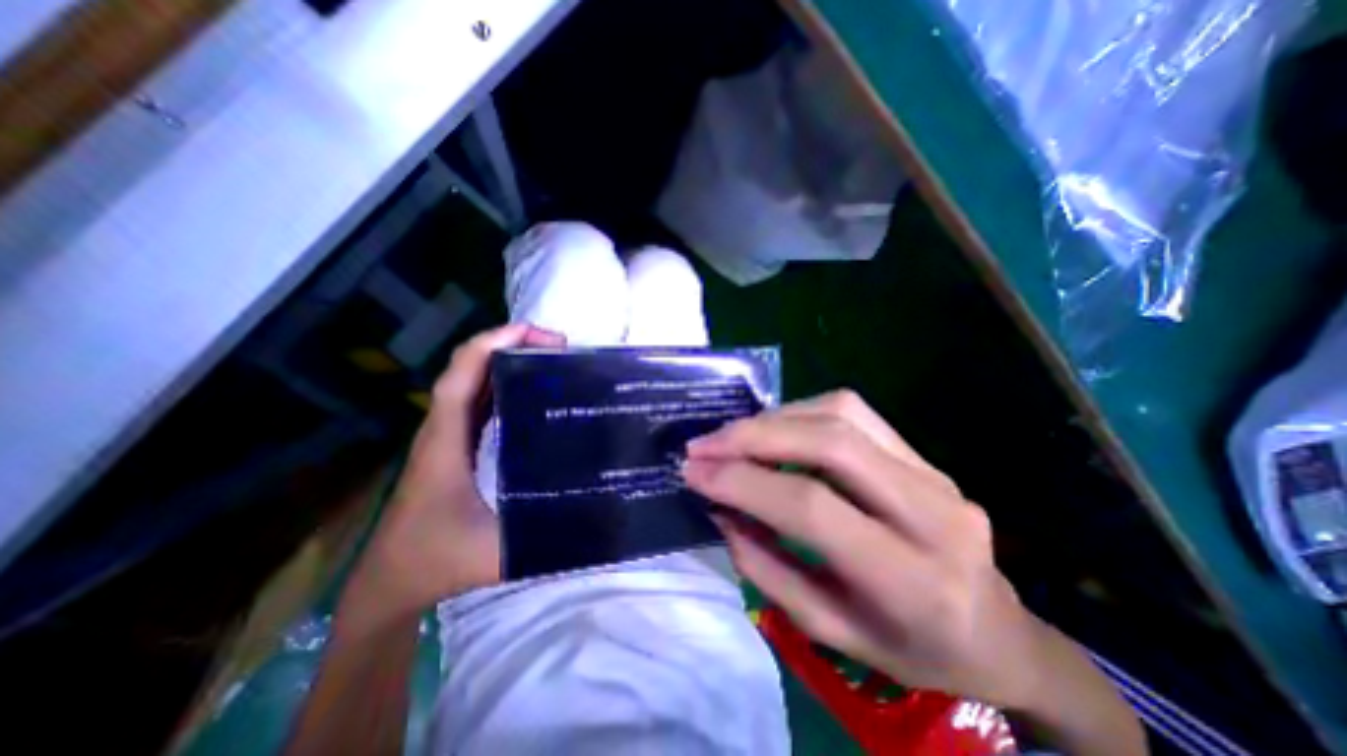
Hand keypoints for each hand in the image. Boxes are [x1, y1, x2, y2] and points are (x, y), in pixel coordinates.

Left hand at [346, 322, 565, 626]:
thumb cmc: (437, 561)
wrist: (390, 582)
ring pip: (472, 382)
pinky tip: (530, 390)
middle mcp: (443, 429)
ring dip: (507, 361)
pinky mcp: (455, 446)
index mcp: (445, 442)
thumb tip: (599, 515)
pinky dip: (502, 384)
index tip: (535, 333)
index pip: (461, 376)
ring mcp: (447, 436)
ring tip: (550, 357)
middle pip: (468, 368)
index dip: (493, 344)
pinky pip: (478, 402)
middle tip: (558, 345)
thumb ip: (547, 537)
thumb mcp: (497, 552)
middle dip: (510, 345)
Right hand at [694, 391, 1052, 707]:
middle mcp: (931, 512)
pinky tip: (774, 430)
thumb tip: (720, 507)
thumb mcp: (831, 630)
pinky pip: (853, 412)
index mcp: (912, 579)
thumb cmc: (913, 650)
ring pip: (841, 413)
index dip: (744, 482)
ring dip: (774, 418)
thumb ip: (766, 567)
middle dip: (753, 436)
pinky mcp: (923, 454)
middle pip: (829, 443)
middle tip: (703, 445)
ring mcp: (933, 472)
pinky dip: (800, 413)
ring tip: (732, 437)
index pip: (811, 507)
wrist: (1001, 634)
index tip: (694, 473)